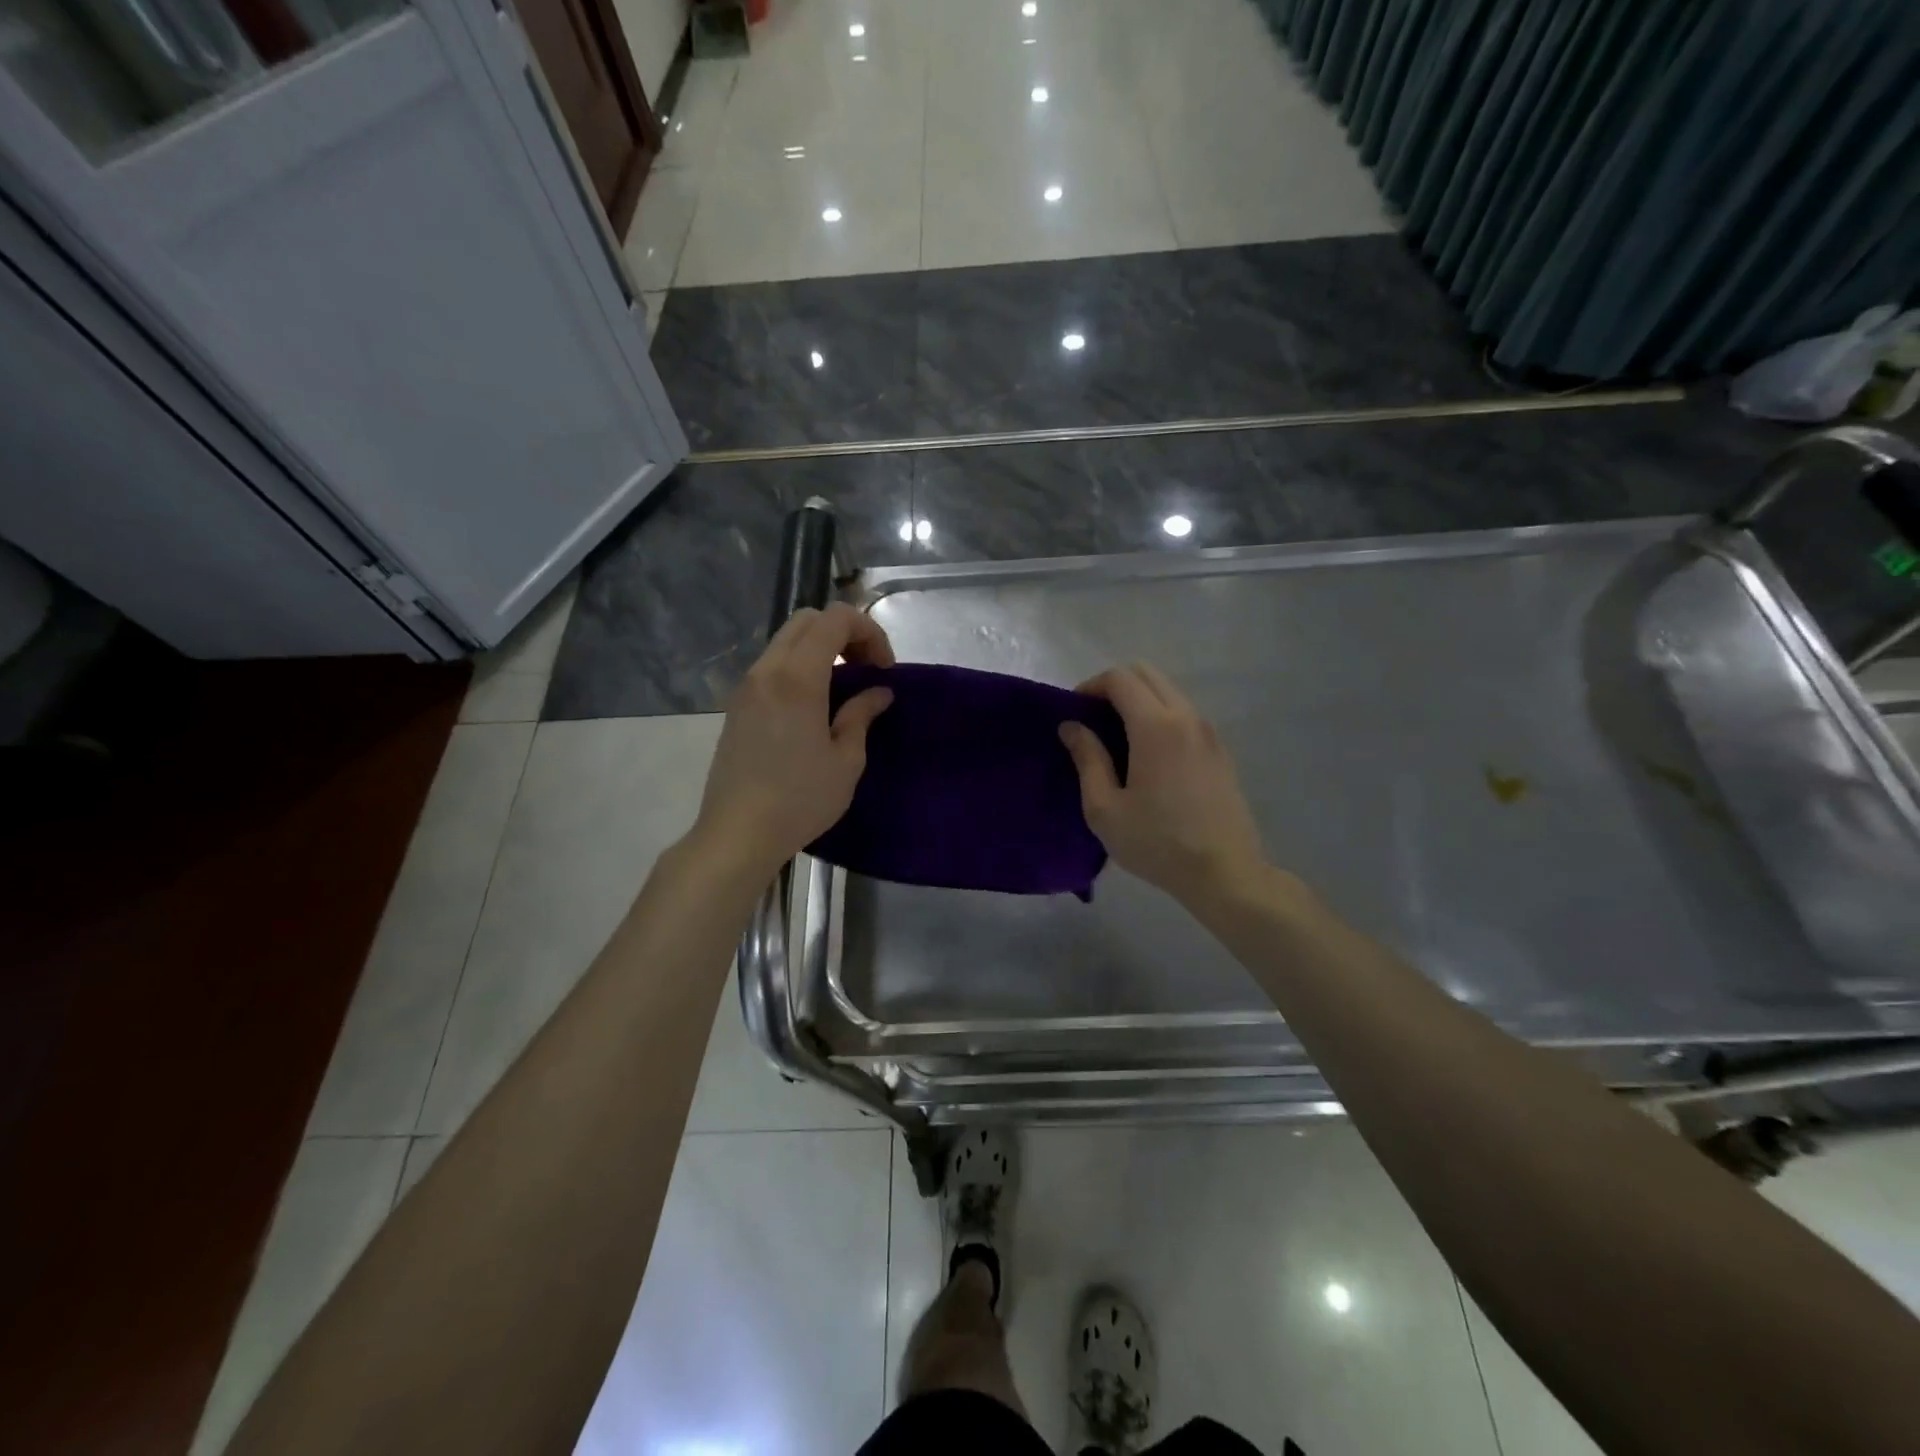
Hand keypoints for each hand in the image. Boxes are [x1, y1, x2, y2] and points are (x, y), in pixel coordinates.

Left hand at [692, 603, 894, 880]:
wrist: (738, 833)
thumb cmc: (800, 799)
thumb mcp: (846, 760)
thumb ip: (861, 715)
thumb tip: (878, 692)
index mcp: (798, 678)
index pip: (835, 619)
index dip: (868, 632)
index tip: (884, 669)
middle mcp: (767, 670)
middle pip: (807, 620)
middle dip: (844, 633)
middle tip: (866, 669)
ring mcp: (747, 686)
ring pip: (786, 640)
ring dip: (820, 648)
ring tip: (843, 687)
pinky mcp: (737, 705)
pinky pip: (772, 664)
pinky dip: (799, 666)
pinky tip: (814, 704)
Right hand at [1059, 662, 1265, 904]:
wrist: (1225, 873)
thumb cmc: (1157, 842)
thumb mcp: (1105, 808)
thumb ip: (1087, 759)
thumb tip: (1072, 726)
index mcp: (1156, 726)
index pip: (1120, 678)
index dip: (1090, 686)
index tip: (1074, 713)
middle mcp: (1186, 717)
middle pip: (1147, 674)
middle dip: (1115, 687)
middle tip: (1094, 721)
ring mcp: (1209, 733)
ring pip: (1169, 692)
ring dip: (1140, 702)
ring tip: (1119, 740)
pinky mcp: (1220, 751)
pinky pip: (1185, 715)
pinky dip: (1161, 718)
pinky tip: (1149, 758)